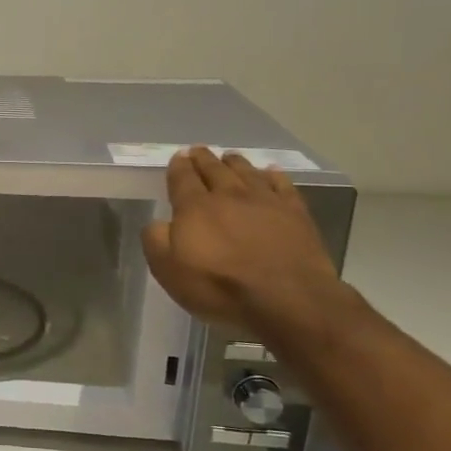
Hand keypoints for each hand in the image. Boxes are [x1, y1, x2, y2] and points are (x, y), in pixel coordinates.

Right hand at [141, 146, 347, 332]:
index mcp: (195, 207)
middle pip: (214, 169)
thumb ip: (156, 240)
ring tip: (229, 157)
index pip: (182, 178)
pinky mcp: (295, 213)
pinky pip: (282, 185)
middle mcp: (229, 195)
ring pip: (246, 172)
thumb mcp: (169, 270)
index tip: (178, 157)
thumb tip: (159, 223)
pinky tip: (270, 172)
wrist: (287, 299)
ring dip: (235, 162)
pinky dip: (273, 175)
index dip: (178, 166)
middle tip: (198, 150)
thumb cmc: (220, 286)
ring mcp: (265, 201)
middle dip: (203, 158)